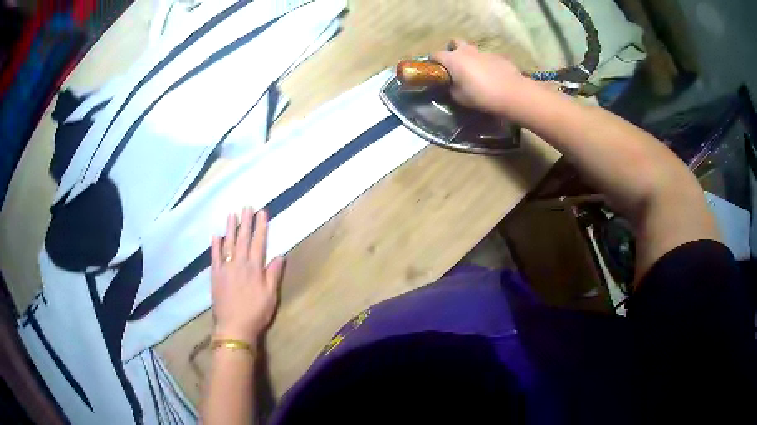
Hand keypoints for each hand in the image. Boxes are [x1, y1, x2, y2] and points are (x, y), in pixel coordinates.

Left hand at [211, 208, 284, 344]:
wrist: (234, 327)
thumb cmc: (256, 312)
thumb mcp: (271, 295)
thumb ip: (274, 274)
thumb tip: (279, 255)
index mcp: (254, 268)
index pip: (258, 243)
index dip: (261, 227)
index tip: (262, 212)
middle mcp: (239, 264)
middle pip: (243, 239)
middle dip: (246, 222)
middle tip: (247, 206)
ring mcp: (225, 268)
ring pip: (228, 244)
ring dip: (230, 228)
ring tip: (232, 214)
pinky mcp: (215, 275)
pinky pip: (214, 256)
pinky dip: (215, 245)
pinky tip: (215, 235)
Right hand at [432, 39, 525, 114]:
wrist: (511, 93)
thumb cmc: (481, 95)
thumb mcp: (459, 97)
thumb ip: (452, 87)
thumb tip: (451, 84)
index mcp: (453, 59)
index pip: (435, 55)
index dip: (433, 62)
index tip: (435, 70)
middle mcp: (466, 51)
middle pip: (455, 42)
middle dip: (453, 49)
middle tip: (456, 64)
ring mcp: (483, 52)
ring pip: (473, 50)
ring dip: (471, 57)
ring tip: (475, 71)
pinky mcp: (498, 56)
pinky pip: (487, 57)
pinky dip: (486, 64)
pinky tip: (491, 75)